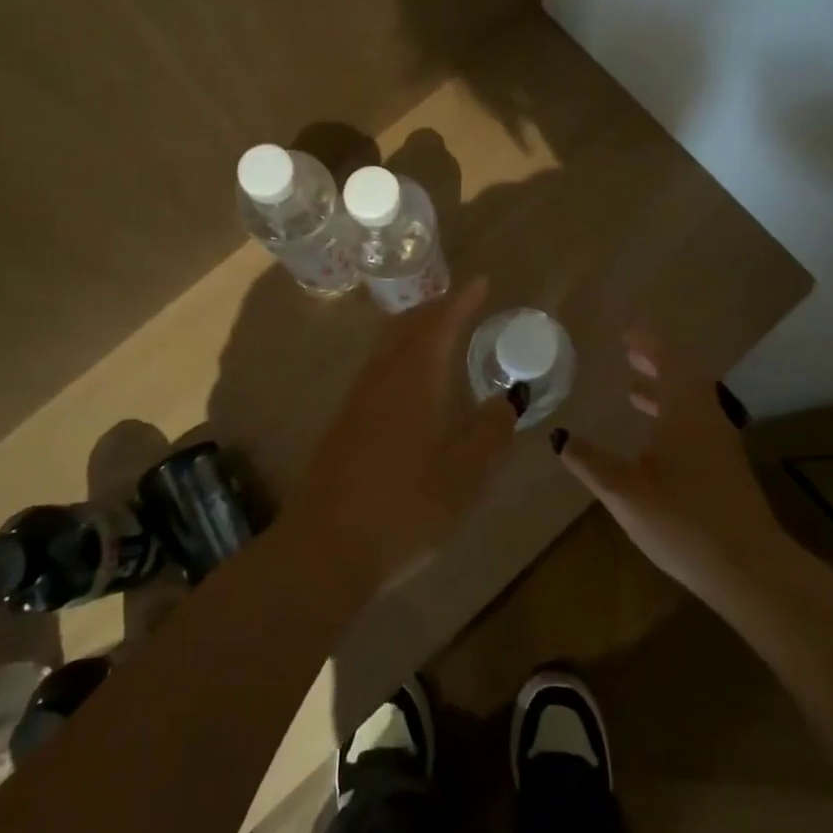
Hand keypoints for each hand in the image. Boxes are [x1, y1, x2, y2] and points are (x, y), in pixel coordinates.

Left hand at [293, 278, 516, 590]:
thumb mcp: (465, 476)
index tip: (481, 283)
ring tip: (441, 334)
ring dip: (415, 330)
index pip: (440, 324)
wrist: (324, 549)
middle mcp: (382, 378)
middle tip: (462, 302)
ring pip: (388, 346)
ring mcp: (357, 400)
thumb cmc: (405, 510)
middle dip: (436, 308)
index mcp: (414, 380)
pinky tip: (412, 383)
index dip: (462, 301)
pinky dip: (401, 356)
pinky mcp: (344, 423)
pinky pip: (378, 369)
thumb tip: (508, 400)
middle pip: (407, 325)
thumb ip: (491, 433)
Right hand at [554, 329, 792, 620]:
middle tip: (628, 352)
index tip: (625, 330)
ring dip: (664, 389)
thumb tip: (559, 436)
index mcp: (684, 411)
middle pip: (683, 376)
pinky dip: (672, 413)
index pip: (667, 360)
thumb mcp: (624, 491)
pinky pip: (695, 421)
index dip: (646, 342)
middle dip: (655, 361)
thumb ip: (589, 461)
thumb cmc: (682, 520)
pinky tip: (654, 437)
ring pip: (691, 401)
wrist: (747, 568)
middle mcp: (706, 417)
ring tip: (633, 390)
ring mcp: (720, 442)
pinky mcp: (725, 466)